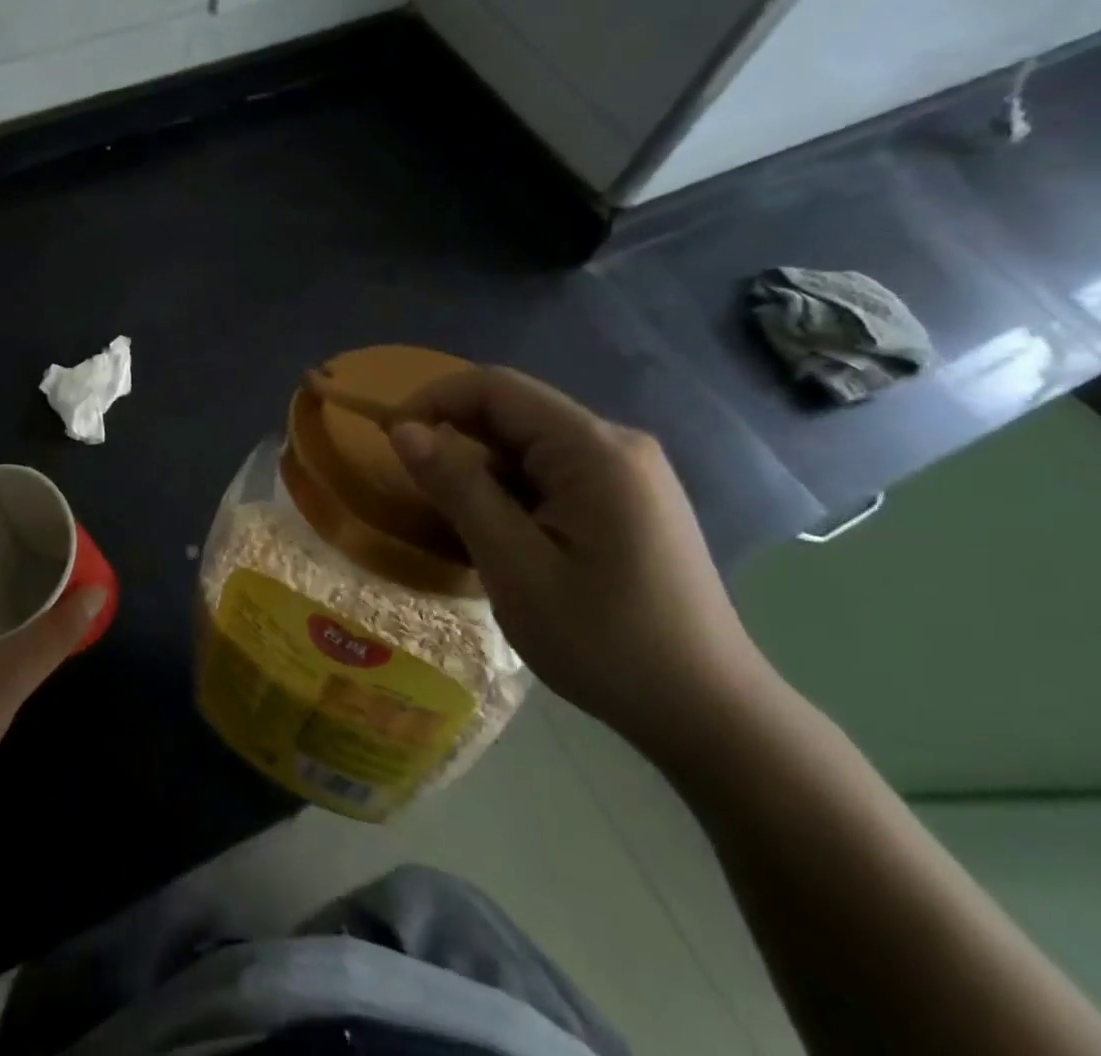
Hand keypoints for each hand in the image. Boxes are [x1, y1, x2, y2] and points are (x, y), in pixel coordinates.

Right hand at [388, 367, 770, 756]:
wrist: (709, 713)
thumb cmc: (605, 641)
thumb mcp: (514, 566)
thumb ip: (458, 488)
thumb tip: (404, 429)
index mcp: (594, 449)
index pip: (496, 388)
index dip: (433, 399)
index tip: (391, 440)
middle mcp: (616, 443)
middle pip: (515, 410)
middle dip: (456, 435)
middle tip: (416, 486)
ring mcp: (629, 471)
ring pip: (531, 442)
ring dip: (484, 466)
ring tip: (458, 519)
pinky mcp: (630, 498)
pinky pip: (554, 470)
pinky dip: (513, 488)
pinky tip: (505, 534)